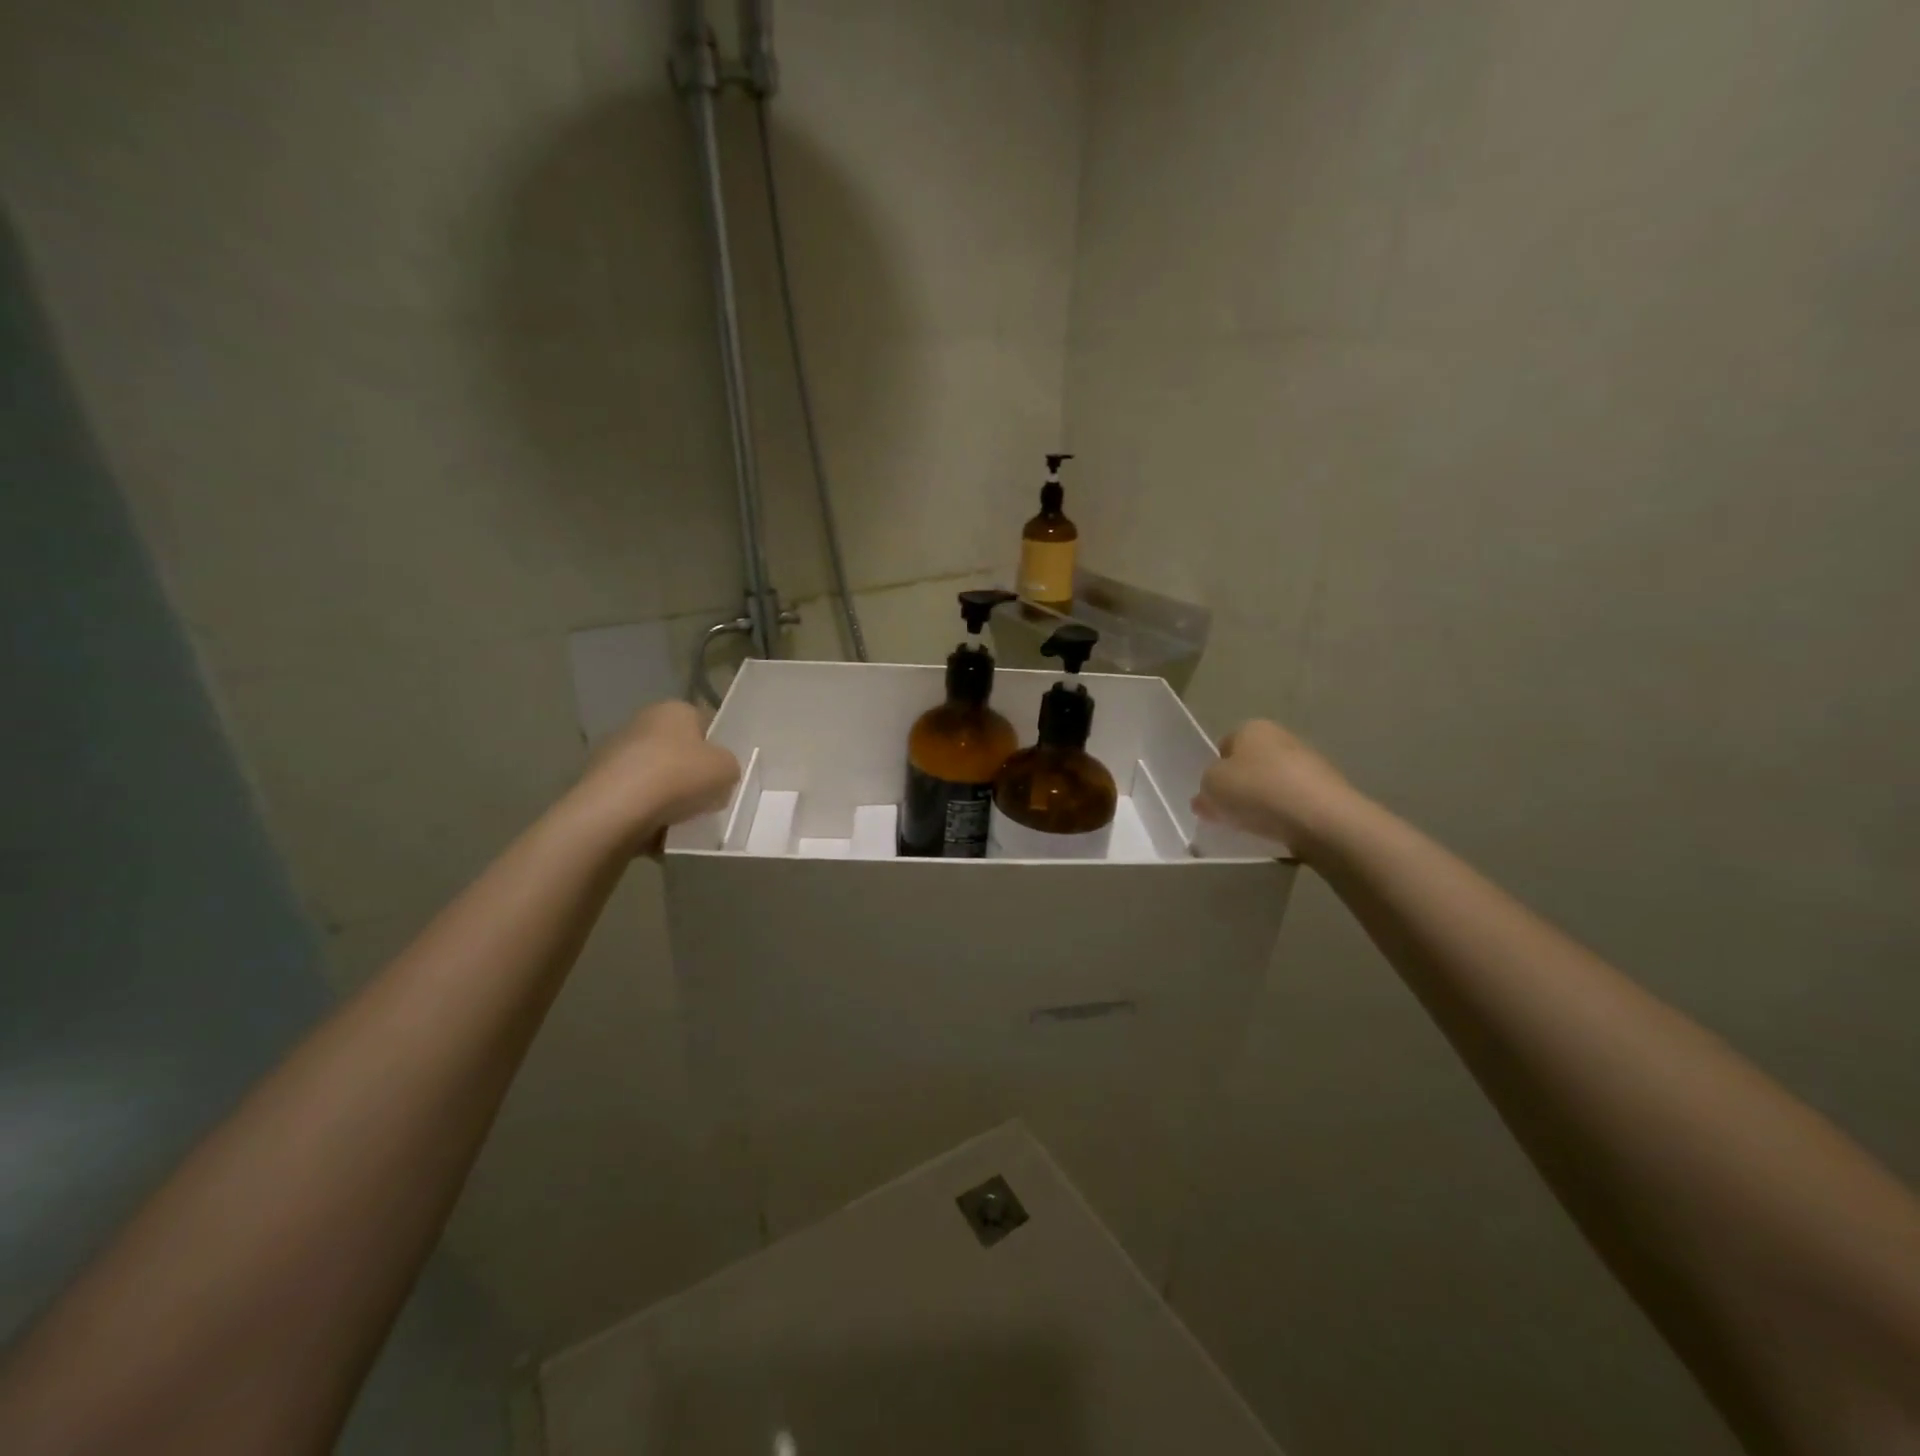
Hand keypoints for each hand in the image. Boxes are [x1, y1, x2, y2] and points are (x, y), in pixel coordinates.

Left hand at [572, 701, 740, 852]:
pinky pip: (634, 800)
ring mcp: (614, 753)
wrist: (617, 810)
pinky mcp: (598, 785)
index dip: (716, 748)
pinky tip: (658, 831)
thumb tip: (718, 773)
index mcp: (674, 709)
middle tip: (706, 798)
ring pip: (655, 777)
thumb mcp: (727, 769)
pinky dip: (646, 814)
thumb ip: (728, 767)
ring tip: (682, 821)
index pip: (703, 723)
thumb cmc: (679, 776)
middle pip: (677, 750)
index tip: (723, 773)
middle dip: (690, 774)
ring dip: (667, 796)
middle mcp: (641, 722)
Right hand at [1193, 720, 1356, 861]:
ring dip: (1263, 802)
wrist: (1322, 818)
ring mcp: (1310, 762)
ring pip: (1274, 783)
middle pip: (1250, 764)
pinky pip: (1295, 802)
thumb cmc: (1258, 791)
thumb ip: (1204, 791)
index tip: (1212, 795)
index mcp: (1252, 728)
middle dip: (1240, 787)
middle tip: (1229, 813)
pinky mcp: (1328, 790)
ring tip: (1255, 827)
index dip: (1215, 770)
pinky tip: (1280, 831)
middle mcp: (1282, 737)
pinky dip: (1285, 815)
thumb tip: (1206, 798)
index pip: (1224, 746)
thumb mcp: (1212, 788)